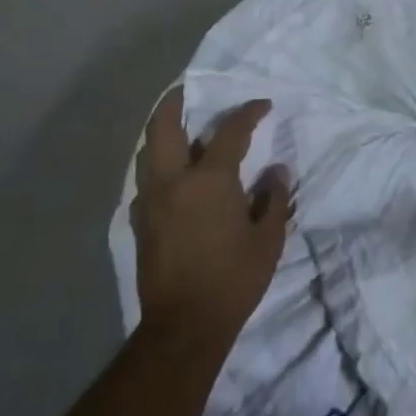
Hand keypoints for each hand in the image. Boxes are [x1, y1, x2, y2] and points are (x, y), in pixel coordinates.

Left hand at [132, 89, 289, 350]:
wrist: (184, 326)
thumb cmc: (234, 279)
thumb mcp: (268, 238)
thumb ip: (273, 198)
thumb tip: (276, 171)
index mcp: (209, 180)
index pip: (230, 131)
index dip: (248, 112)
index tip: (262, 104)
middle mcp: (173, 181)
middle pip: (164, 126)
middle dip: (176, 101)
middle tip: (190, 90)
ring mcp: (150, 201)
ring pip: (147, 151)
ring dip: (161, 131)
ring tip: (179, 127)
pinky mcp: (139, 222)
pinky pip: (145, 179)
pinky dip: (156, 164)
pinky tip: (172, 174)